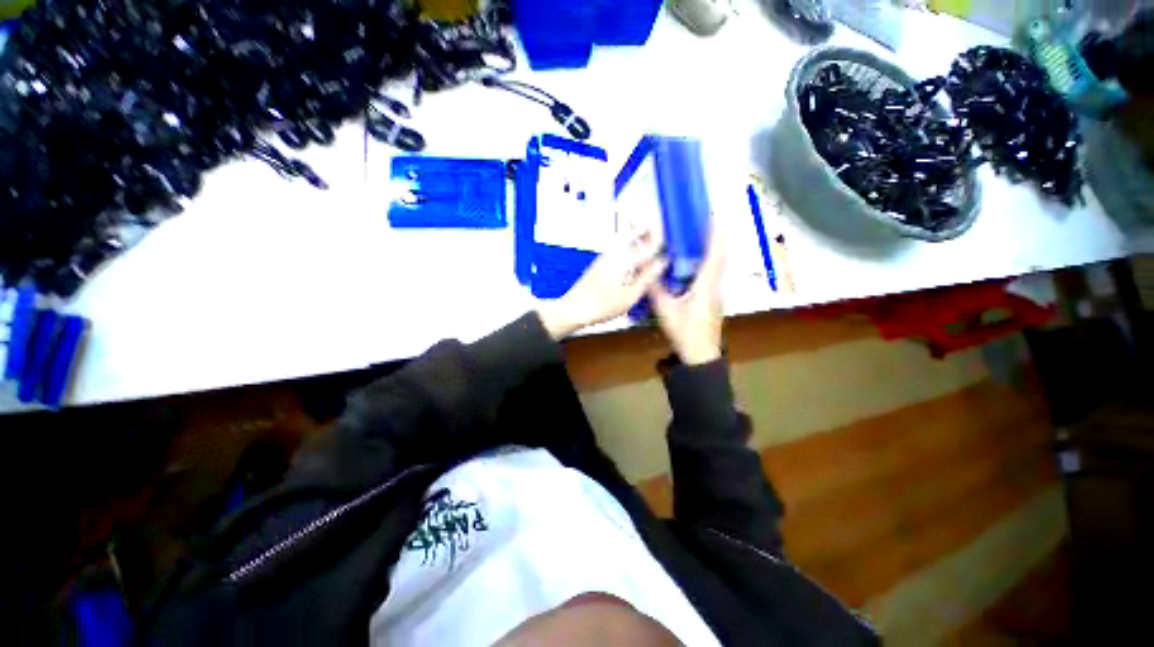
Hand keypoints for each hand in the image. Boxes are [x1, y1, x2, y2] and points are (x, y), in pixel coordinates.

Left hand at [537, 231, 666, 339]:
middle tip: (659, 227)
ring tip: (648, 236)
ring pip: (624, 241)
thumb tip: (663, 262)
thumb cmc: (603, 305)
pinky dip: (628, 246)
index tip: (672, 237)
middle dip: (647, 229)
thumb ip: (647, 278)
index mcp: (624, 259)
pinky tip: (632, 257)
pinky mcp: (599, 264)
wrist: (573, 309)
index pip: (649, 245)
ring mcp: (605, 257)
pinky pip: (618, 249)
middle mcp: (614, 253)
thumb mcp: (630, 296)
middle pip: (633, 234)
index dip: (662, 240)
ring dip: (636, 236)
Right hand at [649, 230, 725, 365]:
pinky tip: (698, 262)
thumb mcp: (665, 311)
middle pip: (720, 257)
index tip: (714, 217)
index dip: (715, 235)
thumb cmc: (684, 332)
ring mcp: (717, 294)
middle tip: (707, 221)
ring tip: (703, 236)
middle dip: (716, 237)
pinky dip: (710, 262)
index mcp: (705, 286)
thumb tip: (646, 270)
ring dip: (715, 249)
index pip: (714, 255)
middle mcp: (715, 286)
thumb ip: (655, 290)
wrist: (700, 355)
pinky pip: (714, 274)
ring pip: (719, 266)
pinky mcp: (714, 300)